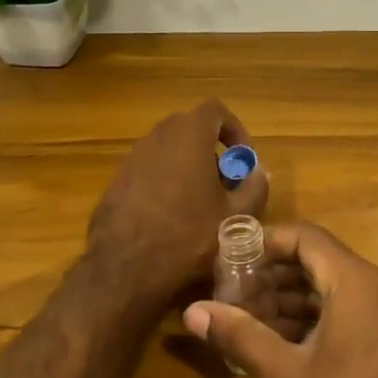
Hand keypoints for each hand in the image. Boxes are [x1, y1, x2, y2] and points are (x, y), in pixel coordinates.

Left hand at [88, 99, 268, 300]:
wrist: (126, 268)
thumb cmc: (188, 236)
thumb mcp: (235, 217)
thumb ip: (254, 188)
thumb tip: (260, 172)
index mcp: (189, 136)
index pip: (215, 110)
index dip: (234, 129)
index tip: (242, 159)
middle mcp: (158, 137)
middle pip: (190, 129)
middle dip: (212, 150)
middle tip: (224, 183)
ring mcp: (133, 158)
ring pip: (168, 150)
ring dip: (188, 166)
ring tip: (200, 203)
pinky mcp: (117, 180)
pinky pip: (149, 169)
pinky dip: (165, 182)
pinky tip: (171, 218)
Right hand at [182, 223, 377, 377]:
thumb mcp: (283, 375)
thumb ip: (239, 334)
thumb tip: (192, 311)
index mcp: (358, 284)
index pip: (307, 238)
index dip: (266, 242)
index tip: (228, 257)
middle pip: (319, 262)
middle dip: (272, 274)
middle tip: (229, 289)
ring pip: (331, 292)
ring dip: (288, 300)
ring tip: (243, 316)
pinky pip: (345, 317)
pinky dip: (310, 321)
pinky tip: (274, 343)